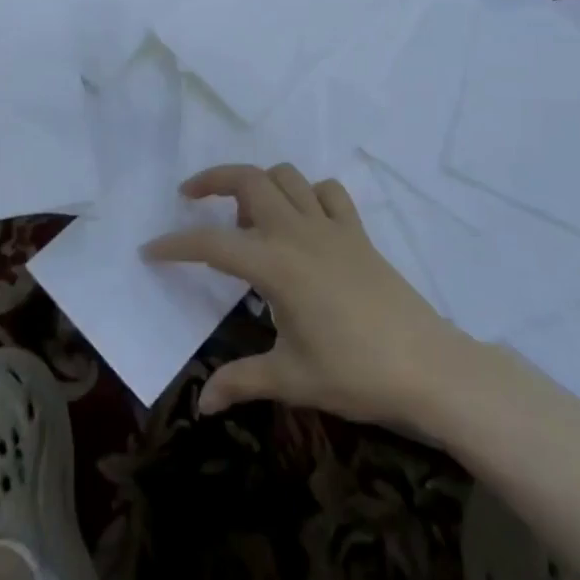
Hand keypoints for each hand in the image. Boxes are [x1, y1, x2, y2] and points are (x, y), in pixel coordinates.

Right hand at [143, 164, 469, 426]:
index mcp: (275, 264)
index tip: (150, 250)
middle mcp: (298, 231)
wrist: (428, 366)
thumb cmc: (355, 373)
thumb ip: (241, 381)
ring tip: (247, 218)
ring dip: (259, 184)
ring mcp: (331, 226)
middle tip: (189, 197)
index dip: (176, 245)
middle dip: (213, 180)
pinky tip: (301, 221)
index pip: (212, 244)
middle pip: (249, 180)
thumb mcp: (292, 379)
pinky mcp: (357, 232)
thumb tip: (202, 403)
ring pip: (287, 176)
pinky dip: (307, 193)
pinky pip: (327, 192)